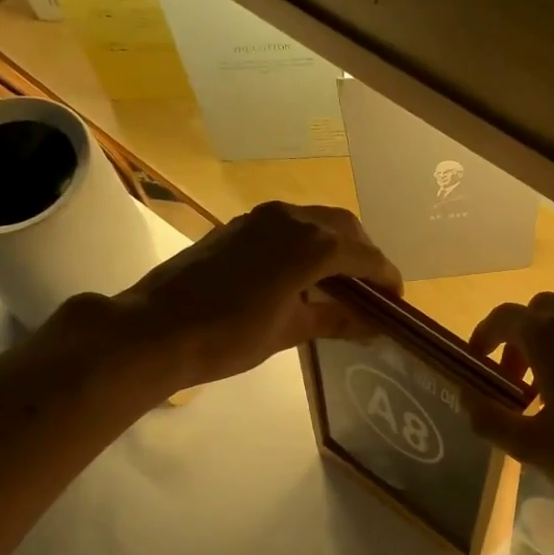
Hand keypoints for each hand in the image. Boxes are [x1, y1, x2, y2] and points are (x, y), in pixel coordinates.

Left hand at [106, 202, 400, 389]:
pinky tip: (304, 274)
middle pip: (344, 227)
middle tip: (373, 289)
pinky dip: (308, 243)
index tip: (397, 300)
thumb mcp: (289, 331)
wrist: (156, 329)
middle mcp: (290, 218)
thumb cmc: (228, 337)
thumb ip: (335, 319)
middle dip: (365, 254)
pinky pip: (289, 225)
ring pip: (315, 220)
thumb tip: (373, 325)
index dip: (386, 276)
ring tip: (342, 282)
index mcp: (310, 245)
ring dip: (336, 245)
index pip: (364, 254)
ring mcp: (261, 218)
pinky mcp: (239, 226)